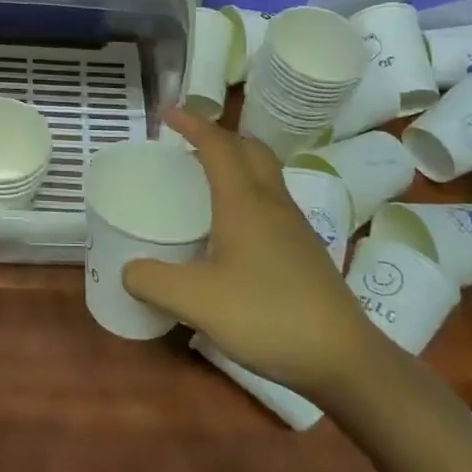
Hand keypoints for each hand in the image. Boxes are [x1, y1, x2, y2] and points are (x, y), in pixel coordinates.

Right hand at [123, 108, 378, 392]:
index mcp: (245, 202)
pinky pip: (271, 202)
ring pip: (265, 175)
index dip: (192, 124)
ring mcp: (294, 227)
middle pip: (250, 150)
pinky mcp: (305, 250)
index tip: (167, 113)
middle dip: (219, 136)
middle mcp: (272, 203)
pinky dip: (247, 194)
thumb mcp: (196, 301)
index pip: (217, 145)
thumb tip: (128, 270)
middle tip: (188, 145)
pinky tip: (233, 229)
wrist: (344, 358)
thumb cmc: (267, 316)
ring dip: (236, 163)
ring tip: (206, 182)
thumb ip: (153, 281)